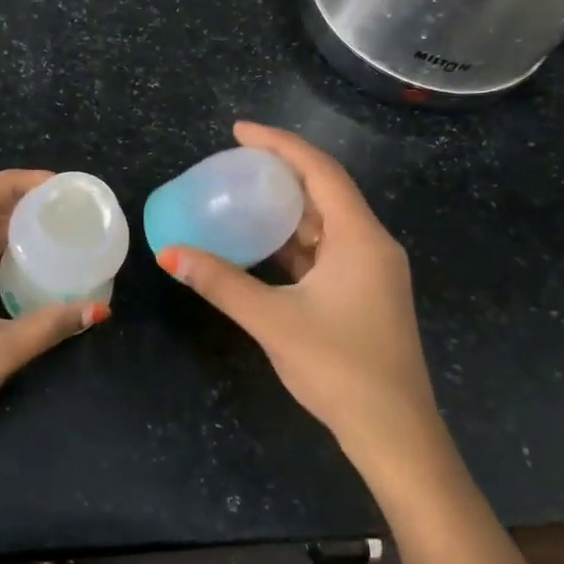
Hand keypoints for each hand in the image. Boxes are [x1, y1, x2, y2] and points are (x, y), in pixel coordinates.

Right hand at [156, 123, 444, 481]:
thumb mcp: (273, 320)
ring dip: (287, 207)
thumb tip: (169, 254)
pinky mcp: (363, 294)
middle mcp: (371, 245)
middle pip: (325, 191)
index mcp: (360, 239)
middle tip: (235, 161)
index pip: (320, 172)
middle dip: (282, 171)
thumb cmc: (339, 367)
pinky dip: (293, 240)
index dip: (279, 144)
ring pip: (326, 222)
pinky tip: (262, 243)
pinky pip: (325, 250)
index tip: (239, 131)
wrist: (394, 432)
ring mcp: (371, 272)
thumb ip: (221, 283)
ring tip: (243, 193)